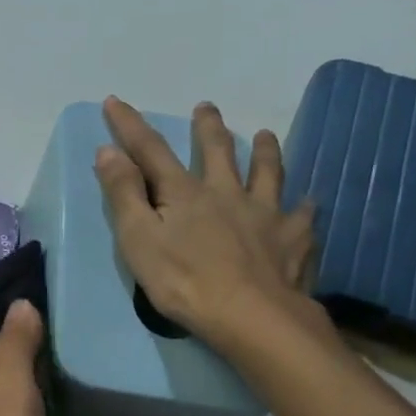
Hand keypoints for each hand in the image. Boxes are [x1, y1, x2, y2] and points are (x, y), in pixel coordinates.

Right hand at [95, 96, 323, 358]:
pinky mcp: (293, 239)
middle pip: (218, 151)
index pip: (150, 151)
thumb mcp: (138, 239)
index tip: (115, 101)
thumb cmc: (183, 281)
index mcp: (184, 193)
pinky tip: (308, 204)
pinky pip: (302, 217)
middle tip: (206, 108)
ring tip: (264, 136)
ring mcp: (265, 213)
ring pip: (267, 173)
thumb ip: (124, 194)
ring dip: (264, 151)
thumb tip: (108, 150)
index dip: (130, 126)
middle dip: (208, 128)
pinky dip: (304, 207)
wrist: (250, 315)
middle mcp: (227, 192)